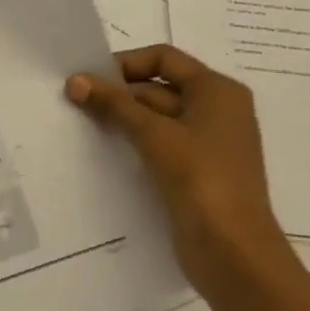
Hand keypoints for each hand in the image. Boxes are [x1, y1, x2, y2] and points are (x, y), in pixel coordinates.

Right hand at [65, 44, 287, 294]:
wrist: (233, 252)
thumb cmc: (201, 178)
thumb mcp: (153, 133)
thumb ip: (113, 103)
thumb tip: (75, 80)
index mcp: (217, 90)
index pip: (164, 58)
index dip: (126, 63)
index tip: (90, 79)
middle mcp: (217, 110)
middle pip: (159, 87)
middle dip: (119, 94)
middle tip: (76, 102)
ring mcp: (208, 144)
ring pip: (158, 118)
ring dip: (124, 119)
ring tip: (83, 124)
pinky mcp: (197, 173)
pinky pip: (161, 145)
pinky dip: (135, 143)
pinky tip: (105, 151)